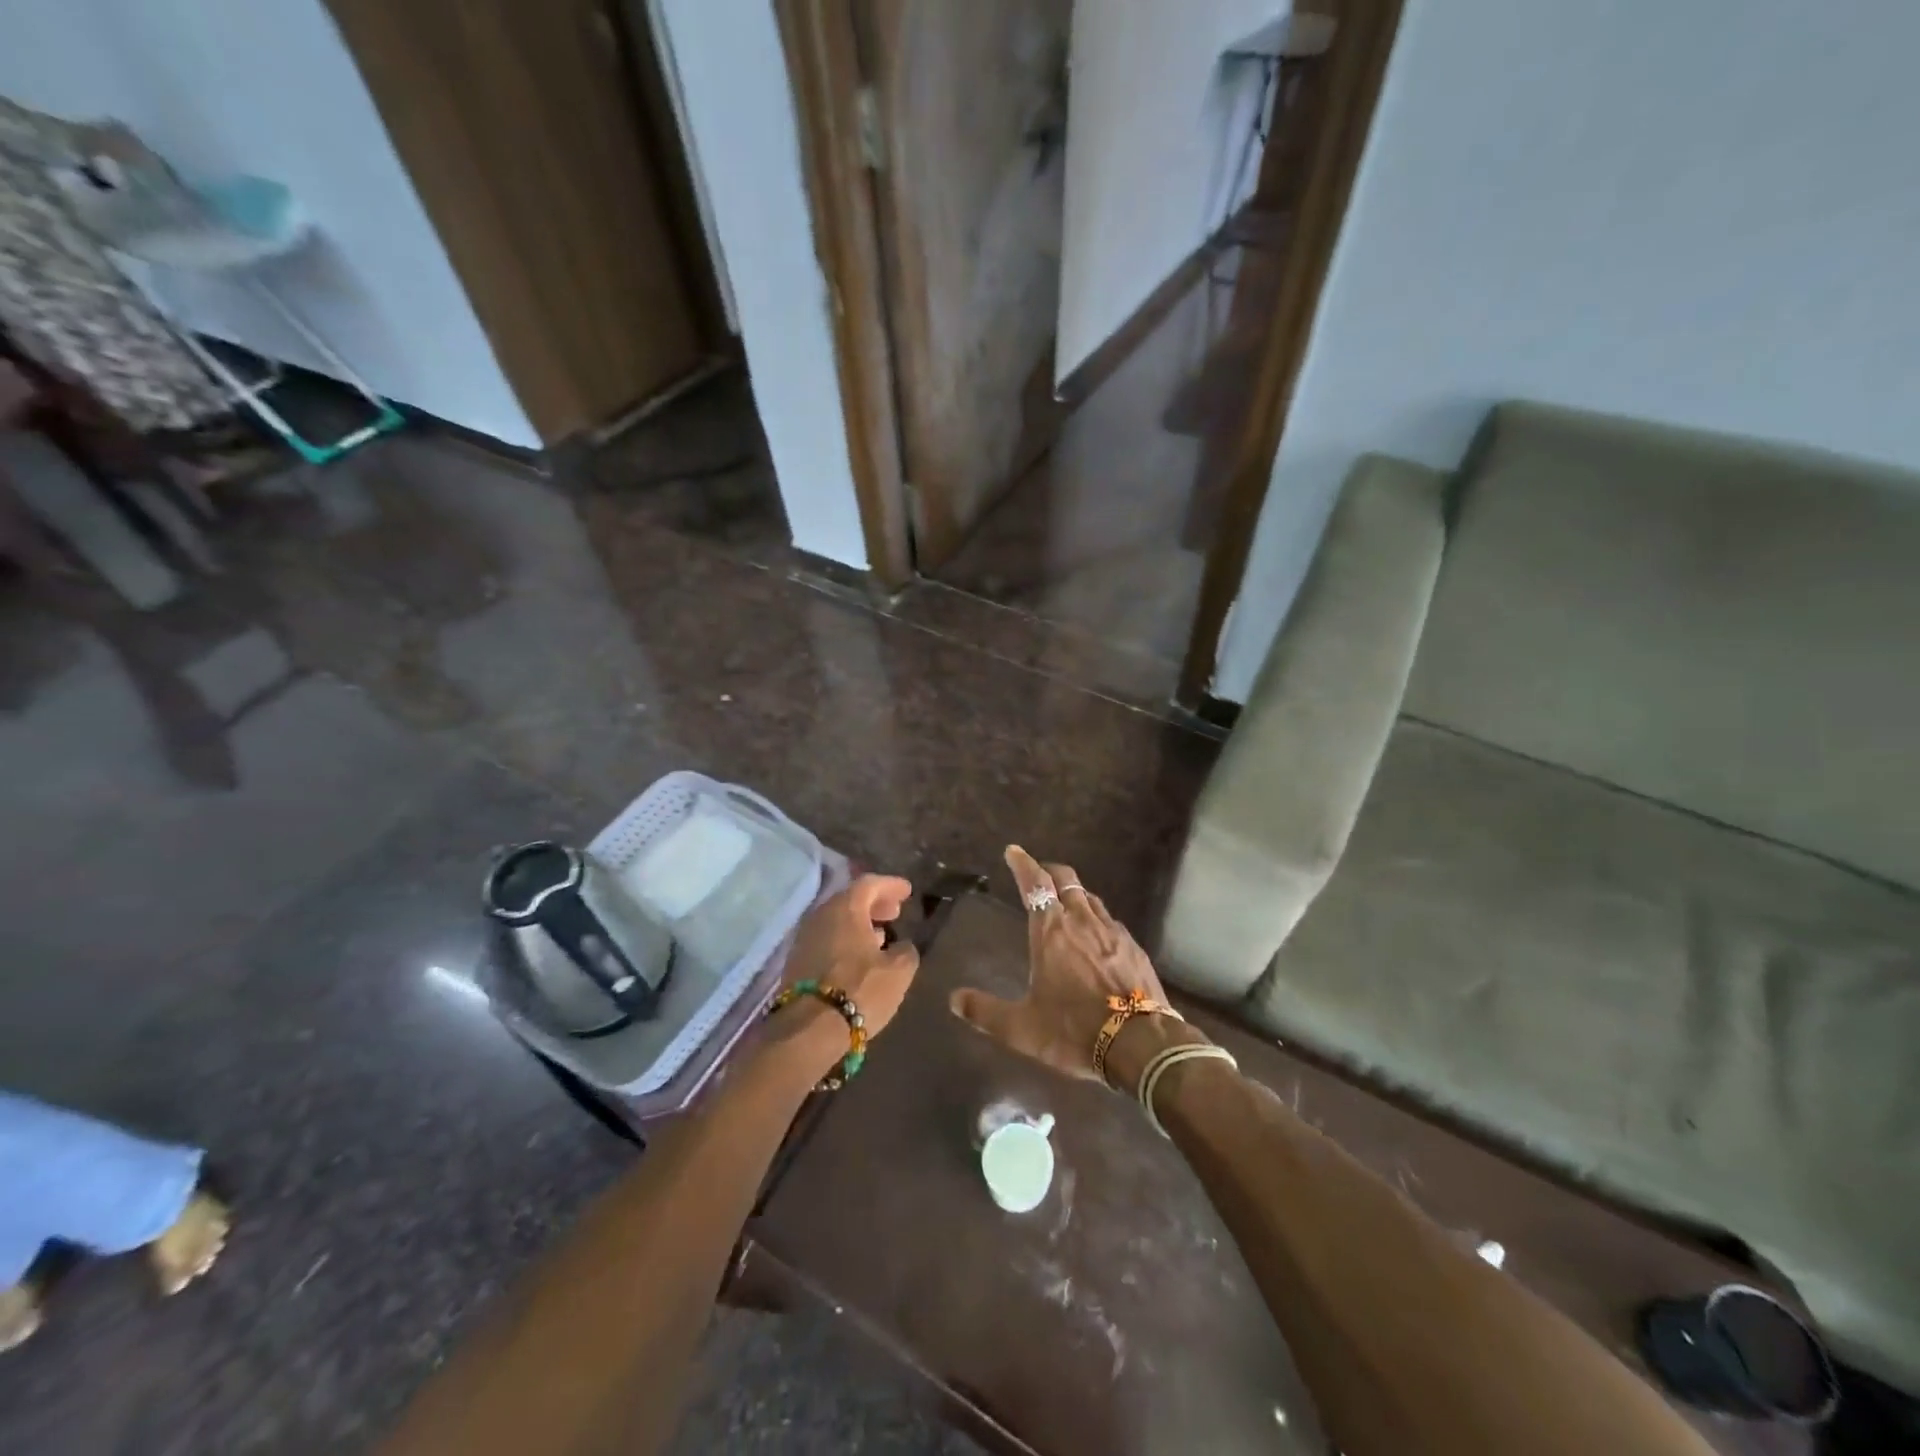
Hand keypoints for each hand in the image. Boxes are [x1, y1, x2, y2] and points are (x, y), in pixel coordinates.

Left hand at [770, 875, 919, 1075]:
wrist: (808, 1030)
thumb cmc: (859, 991)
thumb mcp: (898, 972)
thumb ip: (906, 951)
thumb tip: (902, 946)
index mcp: (845, 908)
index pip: (869, 884)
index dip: (891, 885)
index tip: (907, 891)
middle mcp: (820, 915)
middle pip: (850, 900)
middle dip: (874, 904)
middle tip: (894, 912)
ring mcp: (805, 938)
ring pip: (836, 920)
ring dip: (859, 924)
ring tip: (880, 935)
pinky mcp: (796, 962)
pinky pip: (827, 939)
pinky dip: (845, 940)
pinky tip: (859, 957)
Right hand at [949, 847, 1198, 1091]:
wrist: (1140, 1044)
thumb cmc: (1074, 1030)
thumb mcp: (1022, 1028)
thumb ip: (986, 1012)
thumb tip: (954, 1000)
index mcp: (1051, 931)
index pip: (1035, 883)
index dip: (1023, 864)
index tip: (1014, 851)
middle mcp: (1081, 921)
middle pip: (1066, 880)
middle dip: (1049, 871)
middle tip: (1038, 873)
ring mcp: (1112, 931)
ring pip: (1090, 898)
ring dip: (1074, 893)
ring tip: (1065, 902)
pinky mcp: (1134, 946)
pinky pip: (1110, 920)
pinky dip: (1096, 917)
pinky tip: (1096, 934)